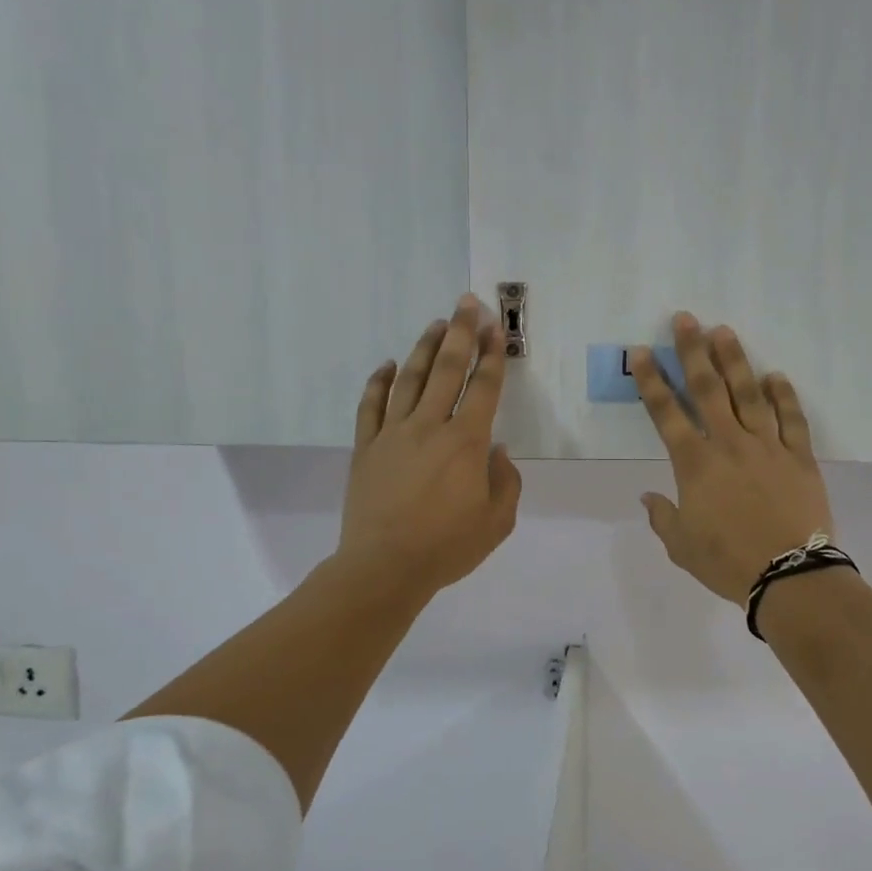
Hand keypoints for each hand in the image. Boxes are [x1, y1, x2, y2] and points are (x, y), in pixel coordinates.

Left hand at [337, 295, 521, 599]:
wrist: (384, 567)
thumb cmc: (447, 547)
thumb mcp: (497, 522)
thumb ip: (506, 481)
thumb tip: (495, 451)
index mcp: (465, 443)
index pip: (483, 387)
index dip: (492, 355)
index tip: (495, 328)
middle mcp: (429, 427)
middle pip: (447, 370)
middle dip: (460, 333)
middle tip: (467, 303)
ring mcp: (392, 435)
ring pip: (409, 379)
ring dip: (425, 349)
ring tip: (436, 325)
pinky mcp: (365, 448)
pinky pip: (370, 407)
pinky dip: (378, 382)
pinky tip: (387, 365)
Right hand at [632, 313, 833, 605]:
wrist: (789, 577)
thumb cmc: (728, 562)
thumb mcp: (682, 546)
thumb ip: (663, 517)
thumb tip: (649, 498)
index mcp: (696, 464)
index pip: (666, 413)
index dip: (651, 381)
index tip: (641, 352)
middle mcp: (729, 444)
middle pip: (708, 389)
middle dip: (693, 352)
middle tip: (684, 319)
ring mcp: (768, 446)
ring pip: (749, 394)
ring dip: (735, 361)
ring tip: (724, 332)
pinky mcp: (799, 457)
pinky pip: (792, 419)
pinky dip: (784, 395)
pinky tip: (776, 375)